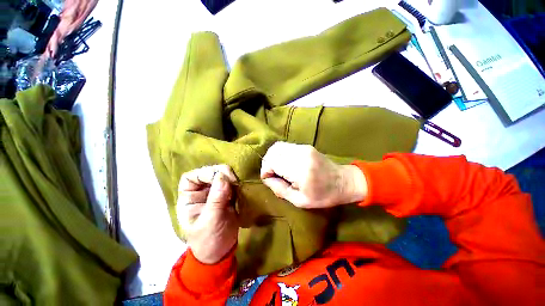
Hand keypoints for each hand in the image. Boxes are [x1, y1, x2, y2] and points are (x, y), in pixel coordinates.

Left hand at [177, 165, 238, 263]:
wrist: (221, 252)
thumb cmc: (207, 241)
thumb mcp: (210, 222)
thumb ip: (216, 200)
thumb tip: (222, 178)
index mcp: (189, 199)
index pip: (191, 178)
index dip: (204, 173)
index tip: (219, 178)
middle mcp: (201, 193)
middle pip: (209, 173)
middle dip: (221, 173)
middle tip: (233, 179)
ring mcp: (215, 194)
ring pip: (222, 177)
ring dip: (231, 178)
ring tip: (238, 184)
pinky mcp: (227, 196)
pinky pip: (232, 184)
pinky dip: (237, 184)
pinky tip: (241, 188)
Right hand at [260, 142, 366, 208]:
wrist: (343, 181)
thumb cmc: (323, 195)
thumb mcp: (299, 201)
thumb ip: (279, 189)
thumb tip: (267, 178)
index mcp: (300, 170)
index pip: (271, 161)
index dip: (266, 170)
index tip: (269, 179)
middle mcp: (301, 154)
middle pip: (273, 151)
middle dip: (267, 163)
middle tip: (272, 174)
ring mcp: (303, 148)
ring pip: (277, 146)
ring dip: (273, 157)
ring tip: (278, 169)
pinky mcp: (305, 146)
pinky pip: (285, 146)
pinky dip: (280, 154)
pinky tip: (285, 164)